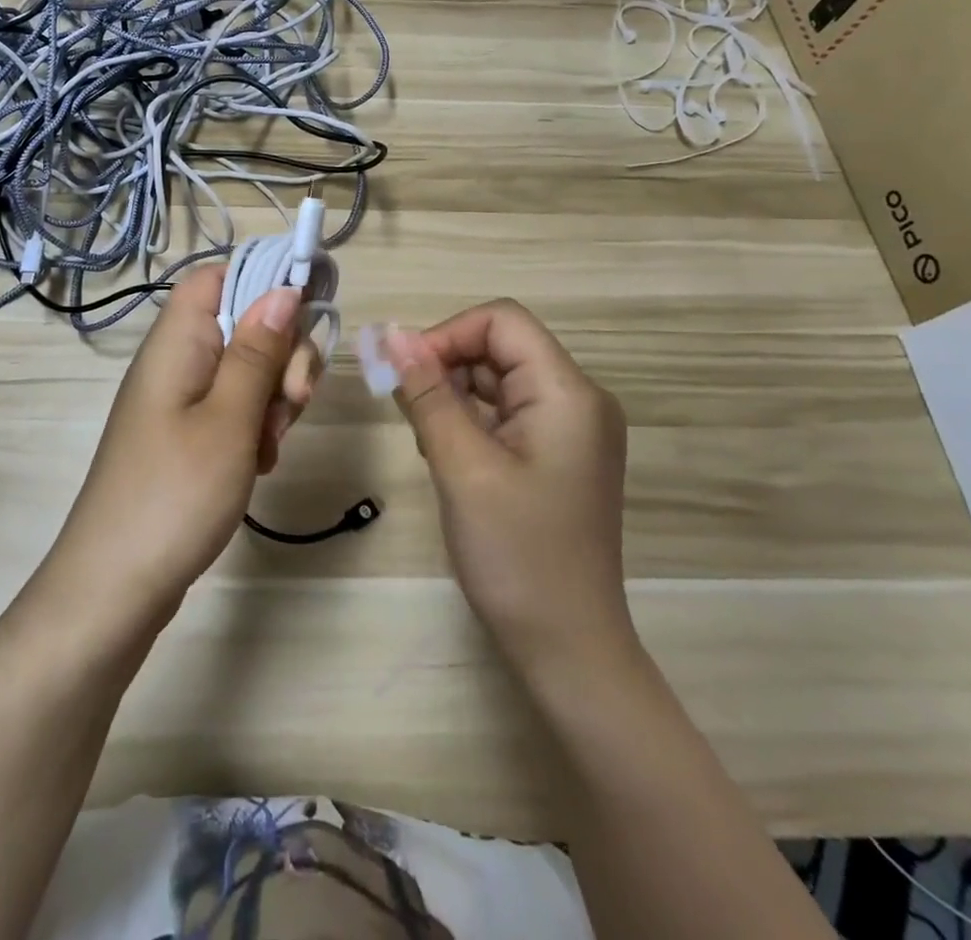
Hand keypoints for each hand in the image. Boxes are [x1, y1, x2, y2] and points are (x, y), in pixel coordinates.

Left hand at [42, 265, 321, 628]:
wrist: (115, 591)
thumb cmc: (173, 496)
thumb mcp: (229, 419)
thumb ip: (258, 352)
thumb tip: (284, 289)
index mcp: (177, 343)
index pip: (216, 277)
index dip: (262, 281)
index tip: (305, 314)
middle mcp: (177, 362)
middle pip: (244, 324)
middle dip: (282, 355)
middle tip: (292, 401)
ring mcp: (182, 402)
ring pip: (248, 370)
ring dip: (275, 397)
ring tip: (270, 445)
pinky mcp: (189, 436)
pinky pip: (236, 409)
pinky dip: (258, 427)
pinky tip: (260, 464)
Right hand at [382, 301, 635, 680]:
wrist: (569, 650)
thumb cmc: (517, 555)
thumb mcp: (462, 466)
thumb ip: (428, 394)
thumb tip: (392, 334)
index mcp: (568, 392)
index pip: (502, 320)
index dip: (448, 334)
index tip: (405, 373)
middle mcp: (578, 400)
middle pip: (501, 347)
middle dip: (447, 367)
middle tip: (409, 414)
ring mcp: (572, 430)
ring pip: (500, 380)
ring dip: (455, 396)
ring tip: (429, 444)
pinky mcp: (559, 456)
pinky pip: (508, 414)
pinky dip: (472, 422)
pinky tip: (449, 457)